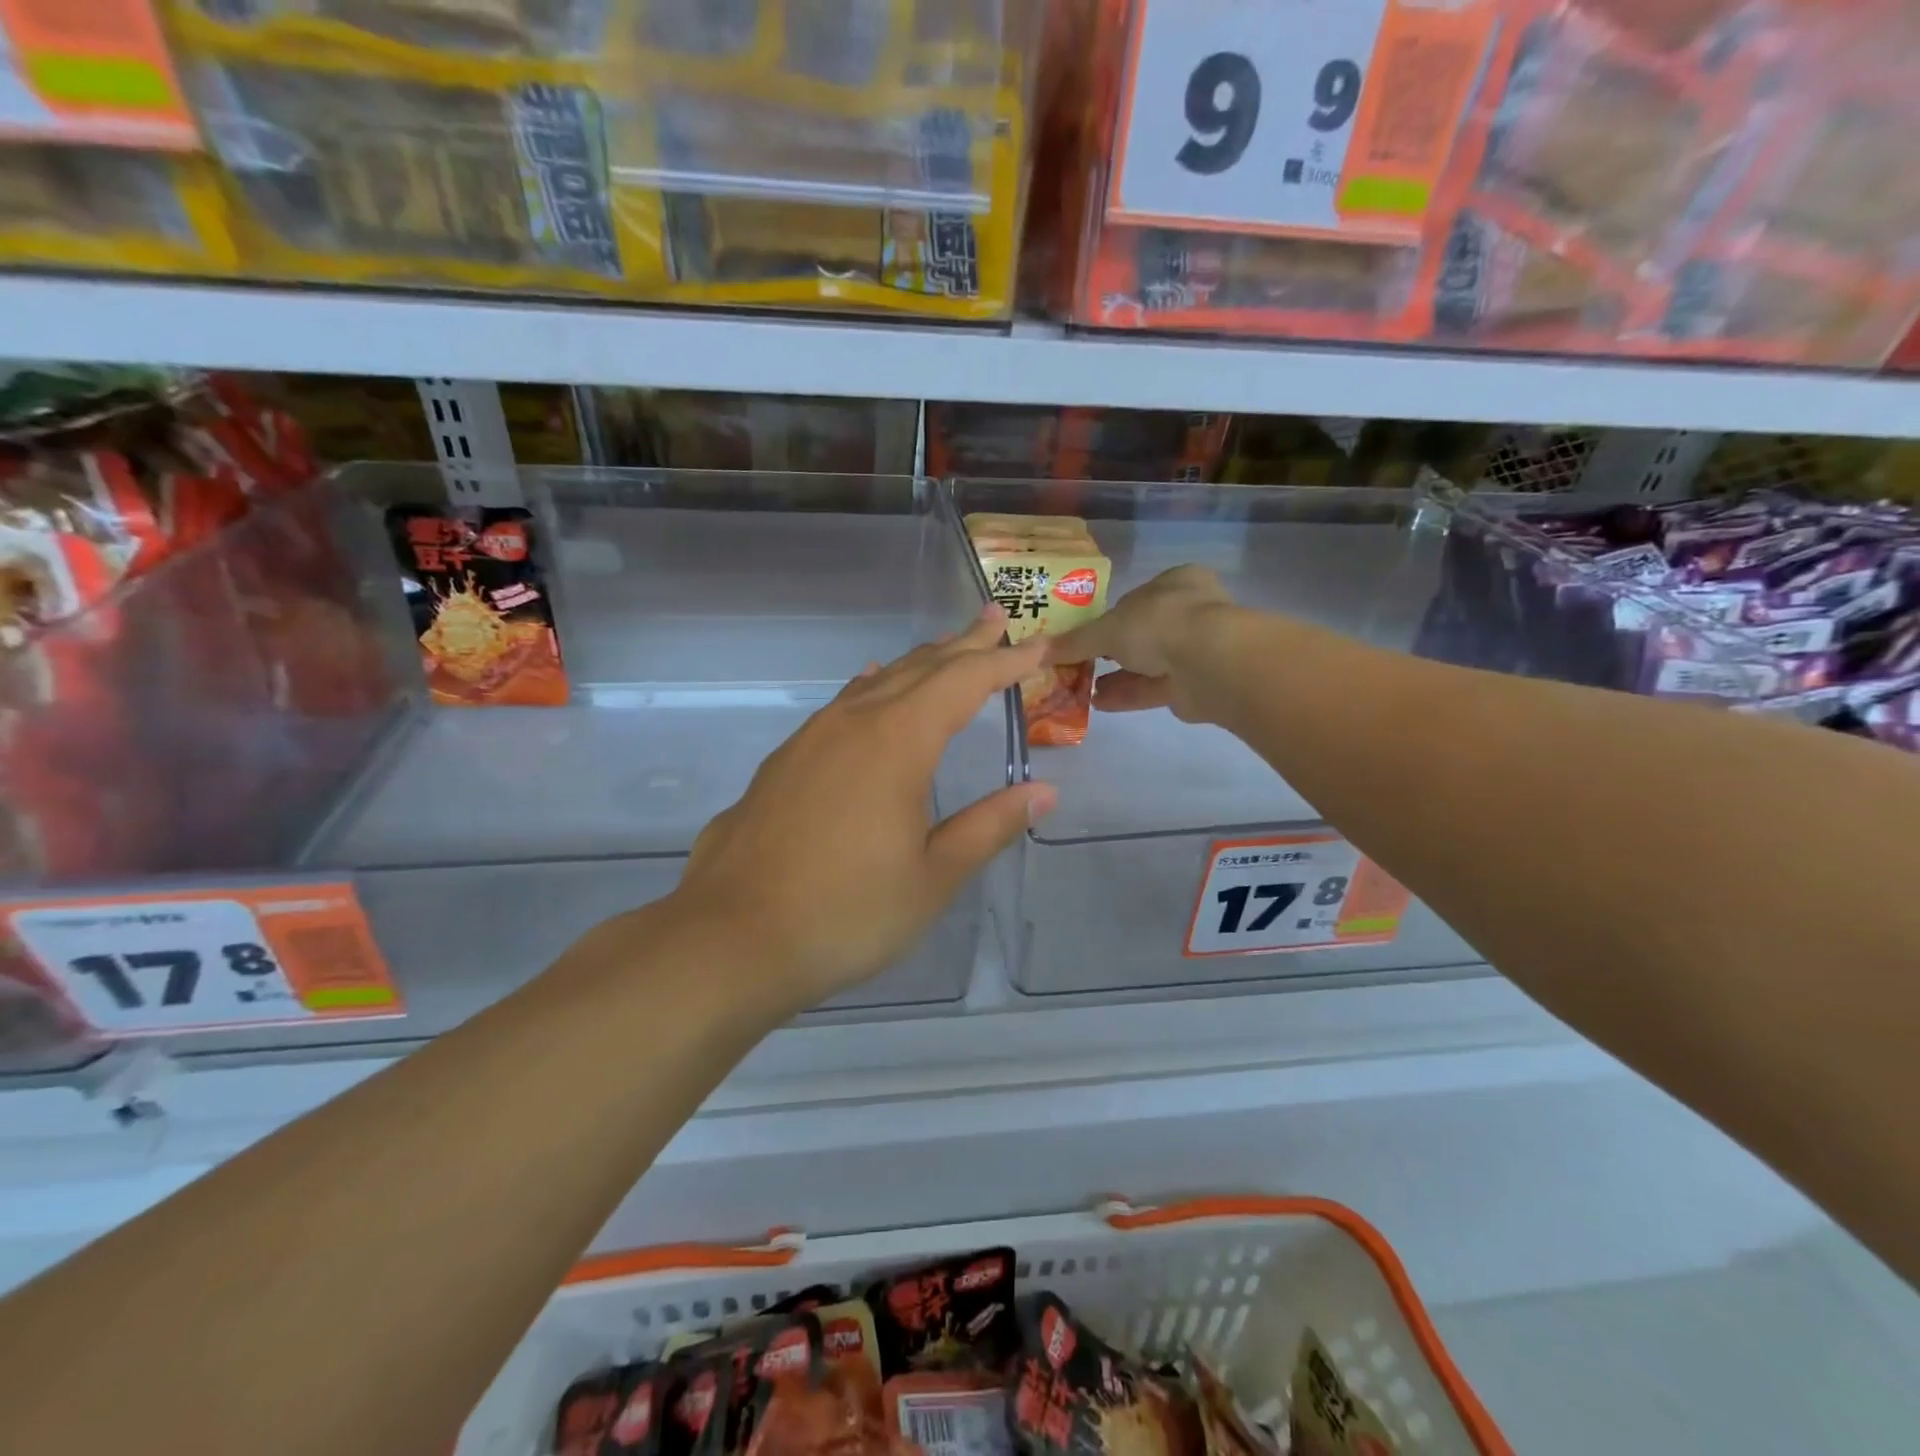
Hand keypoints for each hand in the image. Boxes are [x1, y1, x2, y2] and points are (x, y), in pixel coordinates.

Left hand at [672, 608, 1056, 1011]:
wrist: (731, 939)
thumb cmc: (846, 912)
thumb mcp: (933, 877)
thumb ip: (989, 826)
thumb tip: (1042, 792)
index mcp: (898, 742)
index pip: (964, 682)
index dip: (1005, 661)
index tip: (1038, 644)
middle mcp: (853, 723)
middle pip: (920, 668)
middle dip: (964, 645)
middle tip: (997, 620)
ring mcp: (811, 739)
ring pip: (877, 683)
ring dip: (918, 663)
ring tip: (947, 648)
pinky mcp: (784, 761)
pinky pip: (841, 704)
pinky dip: (872, 687)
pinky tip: (869, 686)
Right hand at [1045, 565, 1234, 721]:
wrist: (1210, 663)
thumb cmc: (1159, 625)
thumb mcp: (1106, 629)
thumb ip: (1074, 642)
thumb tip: (1037, 651)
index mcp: (1176, 582)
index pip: (1136, 597)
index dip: (1109, 616)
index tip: (1084, 635)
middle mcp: (1191, 611)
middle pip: (1143, 632)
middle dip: (1112, 651)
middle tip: (1081, 664)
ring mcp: (1197, 648)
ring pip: (1149, 662)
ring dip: (1117, 676)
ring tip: (1082, 688)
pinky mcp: (1196, 683)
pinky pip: (1155, 687)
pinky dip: (1127, 694)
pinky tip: (1098, 702)